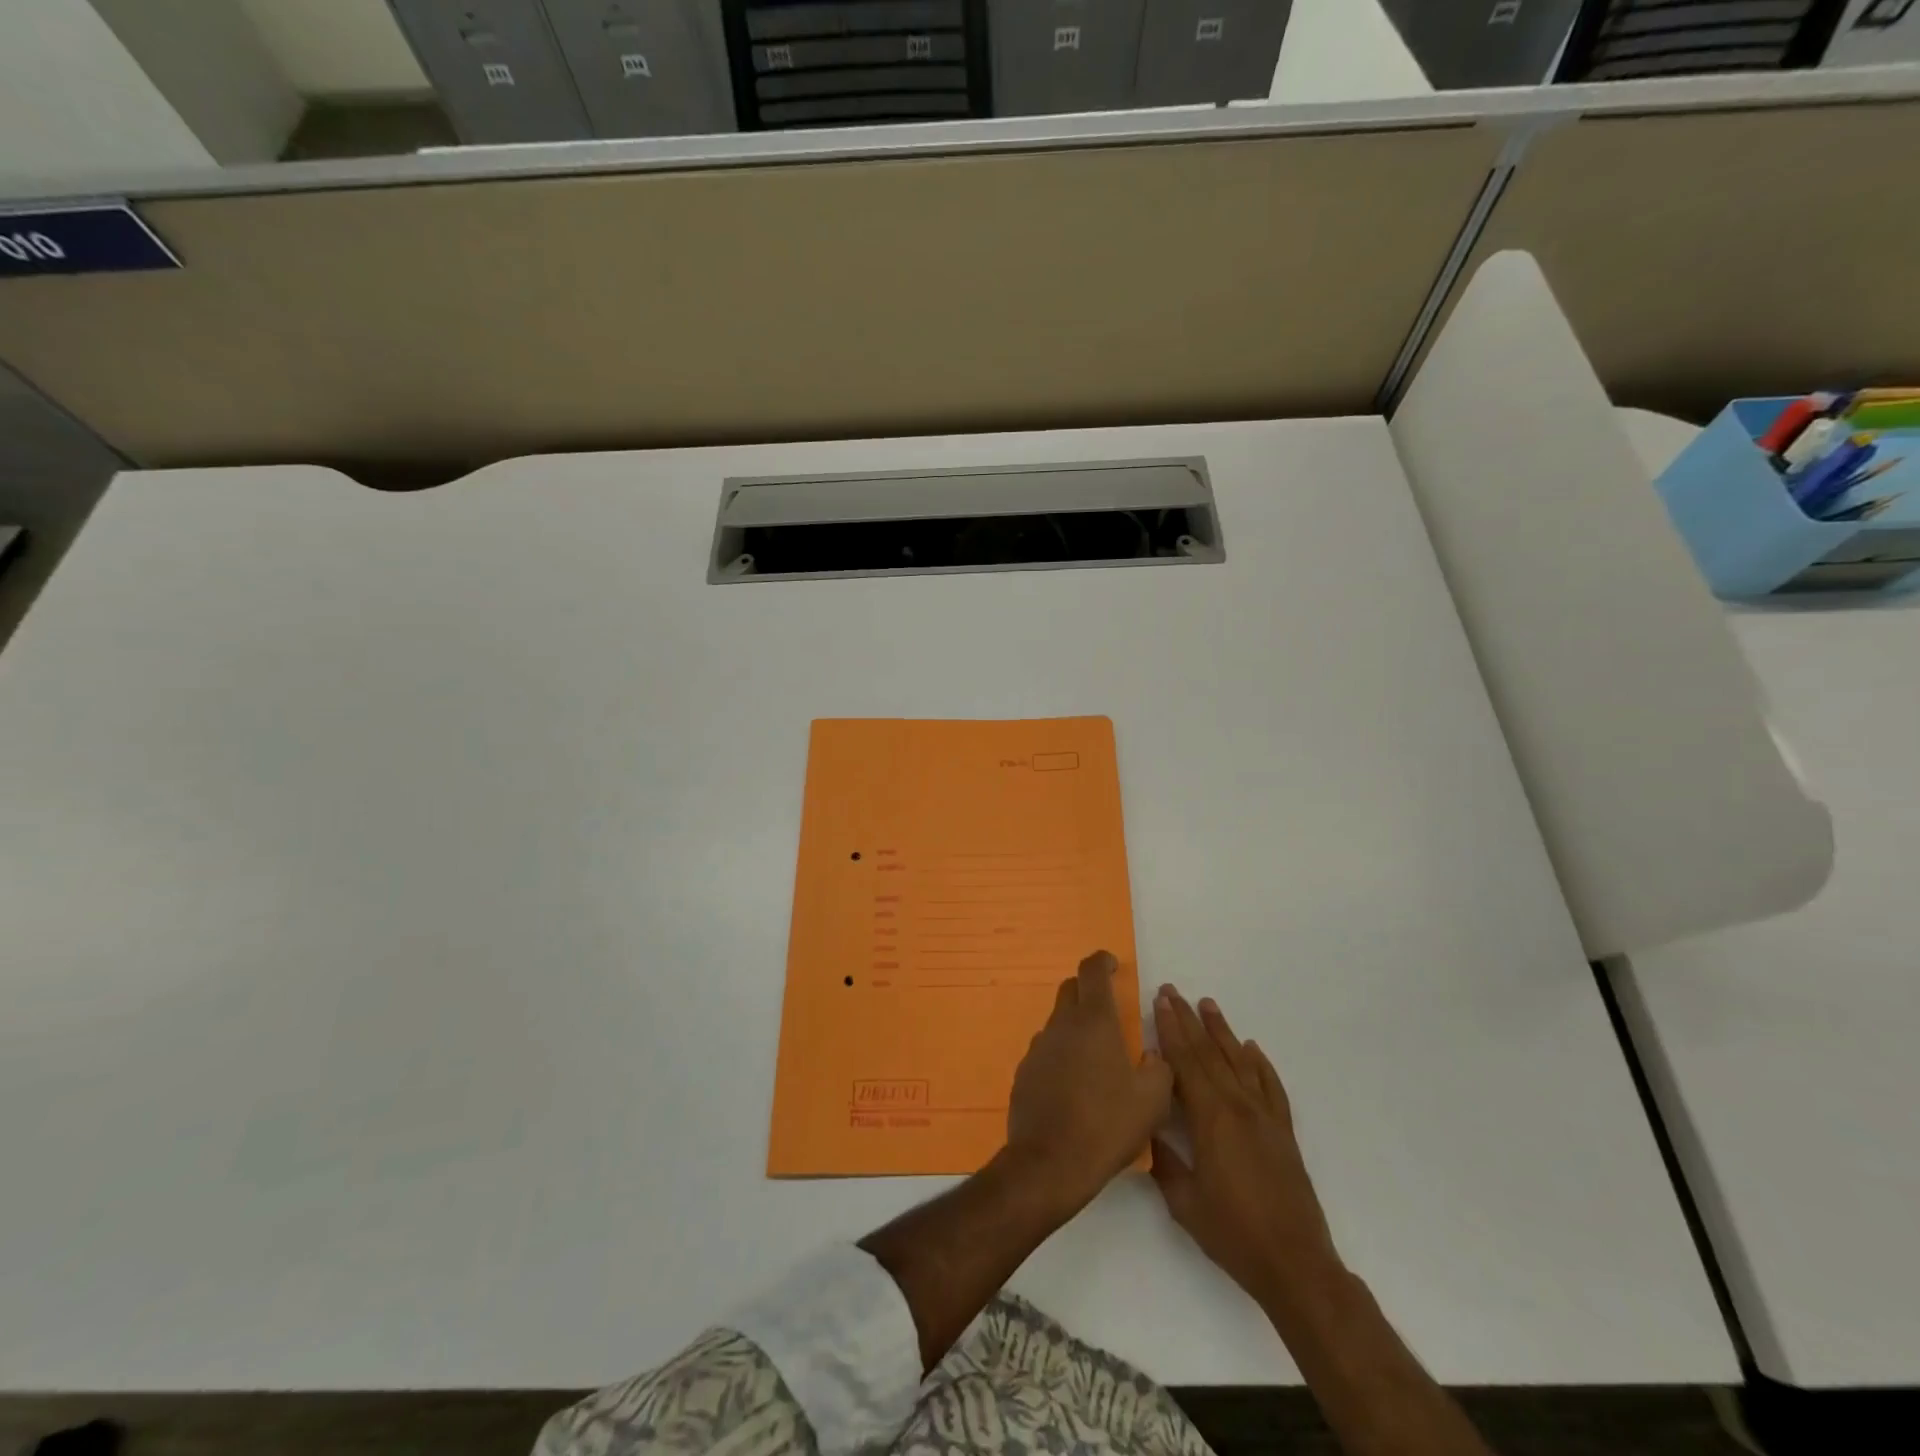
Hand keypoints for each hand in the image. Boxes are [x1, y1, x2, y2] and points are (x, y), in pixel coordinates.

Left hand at [1005, 951, 1172, 1212]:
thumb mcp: (1152, 1100)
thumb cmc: (1106, 1126)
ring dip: (1076, 1027)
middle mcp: (1061, 1025)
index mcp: (1094, 1022)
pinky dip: (1062, 1055)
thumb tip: (1152, 1055)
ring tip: (1096, 1058)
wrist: (1049, 1163)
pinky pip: (1047, 1051)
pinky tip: (1074, 1086)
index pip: (1092, 971)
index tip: (1112, 965)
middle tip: (1109, 1009)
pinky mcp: (1024, 1072)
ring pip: (1058, 1022)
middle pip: (1071, 990)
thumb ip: (1159, 1067)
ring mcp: (1038, 1048)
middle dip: (1089, 991)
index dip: (1102, 961)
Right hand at [1150, 986, 1342, 1310]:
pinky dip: (1260, 1064)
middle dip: (1188, 1021)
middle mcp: (1239, 1107)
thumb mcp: (1184, 1201)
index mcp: (1212, 1119)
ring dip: (1222, 1031)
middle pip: (1209, 1053)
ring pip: (1239, 1062)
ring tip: (1207, 1004)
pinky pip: (1270, 1086)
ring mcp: (1265, 1117)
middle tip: (1173, 991)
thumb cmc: (1234, 1234)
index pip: (1185, 1062)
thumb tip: (1146, 1127)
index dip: (1170, 1030)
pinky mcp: (1283, 1132)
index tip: (1160, 1002)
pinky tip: (1251, 1048)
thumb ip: (1163, 1159)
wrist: (1296, 1265)